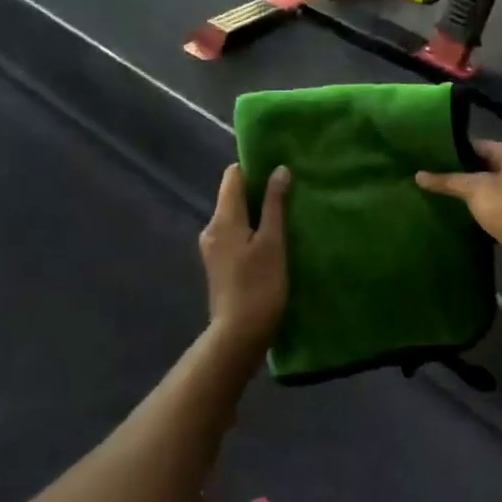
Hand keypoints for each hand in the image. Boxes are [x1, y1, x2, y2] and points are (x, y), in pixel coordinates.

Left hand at [200, 164, 289, 348]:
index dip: (253, 167)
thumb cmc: (259, 285)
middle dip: (258, 190)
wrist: (239, 334)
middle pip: (233, 196)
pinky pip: (236, 235)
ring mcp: (213, 248)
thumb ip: (275, 204)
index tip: (278, 167)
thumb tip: (279, 169)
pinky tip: (273, 240)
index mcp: (223, 218)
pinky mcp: (219, 264)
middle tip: (289, 190)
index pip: (232, 176)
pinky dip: (252, 230)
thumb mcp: (273, 242)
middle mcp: (211, 228)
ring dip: (257, 212)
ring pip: (236, 217)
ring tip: (286, 214)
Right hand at [416, 140, 501, 286]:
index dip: (455, 151)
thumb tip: (418, 175)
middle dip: (458, 175)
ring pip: (485, 193)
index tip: (429, 156)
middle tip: (427, 177)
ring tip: (433, 196)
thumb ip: (447, 180)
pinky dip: (474, 215)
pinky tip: (451, 217)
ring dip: (465, 197)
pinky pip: (489, 213)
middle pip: (483, 169)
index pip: (480, 146)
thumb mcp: (475, 188)